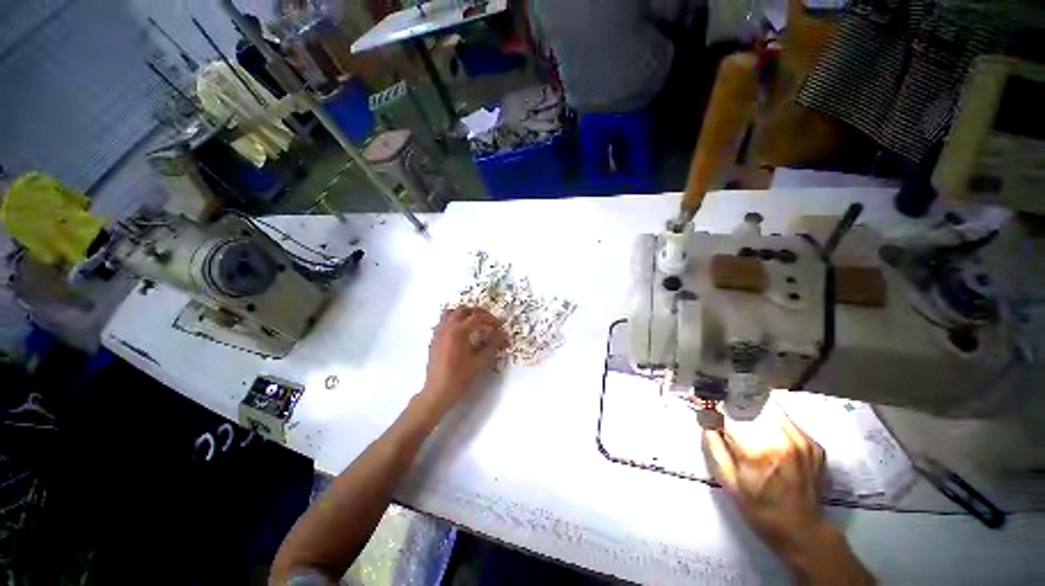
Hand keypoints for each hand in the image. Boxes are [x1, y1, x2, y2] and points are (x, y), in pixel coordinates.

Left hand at [420, 306, 507, 417]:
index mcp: (458, 331)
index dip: (490, 319)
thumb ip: (493, 345)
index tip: (498, 325)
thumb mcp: (480, 362)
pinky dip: (454, 320)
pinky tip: (462, 333)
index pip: (477, 317)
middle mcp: (447, 327)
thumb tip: (503, 334)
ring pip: (451, 312)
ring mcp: (438, 332)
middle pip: (463, 310)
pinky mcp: (434, 339)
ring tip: (475, 323)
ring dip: (464, 314)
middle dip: (477, 312)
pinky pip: (444, 321)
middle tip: (488, 321)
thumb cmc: (459, 378)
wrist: (437, 392)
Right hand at [704, 406, 871, 582]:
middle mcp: (782, 438)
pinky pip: (785, 419)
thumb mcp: (726, 478)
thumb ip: (712, 442)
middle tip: (723, 413)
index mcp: (757, 449)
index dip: (713, 404)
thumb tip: (704, 414)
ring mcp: (802, 440)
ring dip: (752, 409)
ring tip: (745, 423)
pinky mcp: (814, 443)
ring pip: (769, 406)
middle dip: (732, 404)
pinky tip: (767, 437)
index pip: (728, 411)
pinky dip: (770, 420)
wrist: (802, 531)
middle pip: (750, 403)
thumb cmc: (758, 507)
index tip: (702, 400)